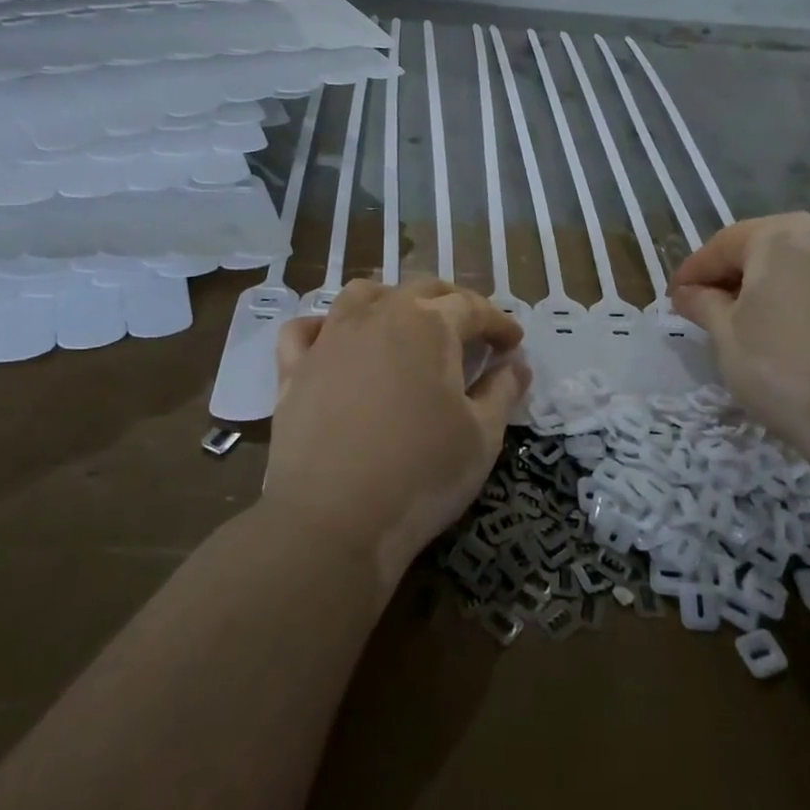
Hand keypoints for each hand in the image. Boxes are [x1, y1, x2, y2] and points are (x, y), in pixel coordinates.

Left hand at [266, 279, 529, 582]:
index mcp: (428, 325)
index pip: (473, 308)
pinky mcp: (293, 369)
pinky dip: (323, 327)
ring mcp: (330, 339)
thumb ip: (503, 392)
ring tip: (405, 324)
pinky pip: (304, 330)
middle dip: (453, 302)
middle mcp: (378, 317)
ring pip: (362, 295)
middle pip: (420, 289)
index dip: (499, 322)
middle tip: (471, 330)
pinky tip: (334, 342)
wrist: (333, 520)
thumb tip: (516, 365)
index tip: (513, 343)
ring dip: (391, 300)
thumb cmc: (422, 474)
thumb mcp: (482, 436)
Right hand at [671, 212, 809, 472]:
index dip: (692, 271)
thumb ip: (702, 303)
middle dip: (729, 275)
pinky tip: (782, 336)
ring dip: (762, 288)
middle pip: (760, 249)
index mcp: (778, 238)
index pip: (722, 245)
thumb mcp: (724, 334)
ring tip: (740, 322)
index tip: (673, 297)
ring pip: (791, 270)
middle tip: (703, 305)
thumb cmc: (777, 366)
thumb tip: (688, 293)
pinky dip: (792, 304)